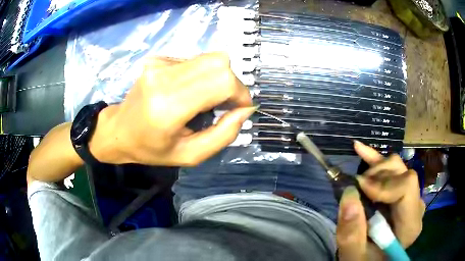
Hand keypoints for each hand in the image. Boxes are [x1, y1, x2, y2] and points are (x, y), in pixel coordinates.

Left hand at [90, 53, 253, 165]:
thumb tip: (246, 110)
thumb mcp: (190, 155)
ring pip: (210, 58)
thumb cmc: (152, 149)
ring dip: (218, 78)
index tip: (240, 109)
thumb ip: (223, 135)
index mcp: (169, 106)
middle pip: (219, 63)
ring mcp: (159, 64)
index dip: (240, 93)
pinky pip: (195, 60)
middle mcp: (163, 77)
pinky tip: (189, 90)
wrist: (119, 130)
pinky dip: (202, 75)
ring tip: (206, 99)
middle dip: (232, 84)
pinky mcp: (158, 59)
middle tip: (225, 104)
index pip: (221, 81)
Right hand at [336, 141, 424, 260]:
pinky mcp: (402, 192)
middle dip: (377, 176)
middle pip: (403, 173)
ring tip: (357, 182)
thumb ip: (352, 233)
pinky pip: (392, 168)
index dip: (383, 184)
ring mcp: (411, 197)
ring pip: (398, 166)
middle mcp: (416, 206)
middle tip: (356, 188)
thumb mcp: (354, 256)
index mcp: (410, 225)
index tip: (360, 189)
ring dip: (374, 169)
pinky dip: (376, 158)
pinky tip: (360, 149)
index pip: (407, 186)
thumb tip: (348, 194)